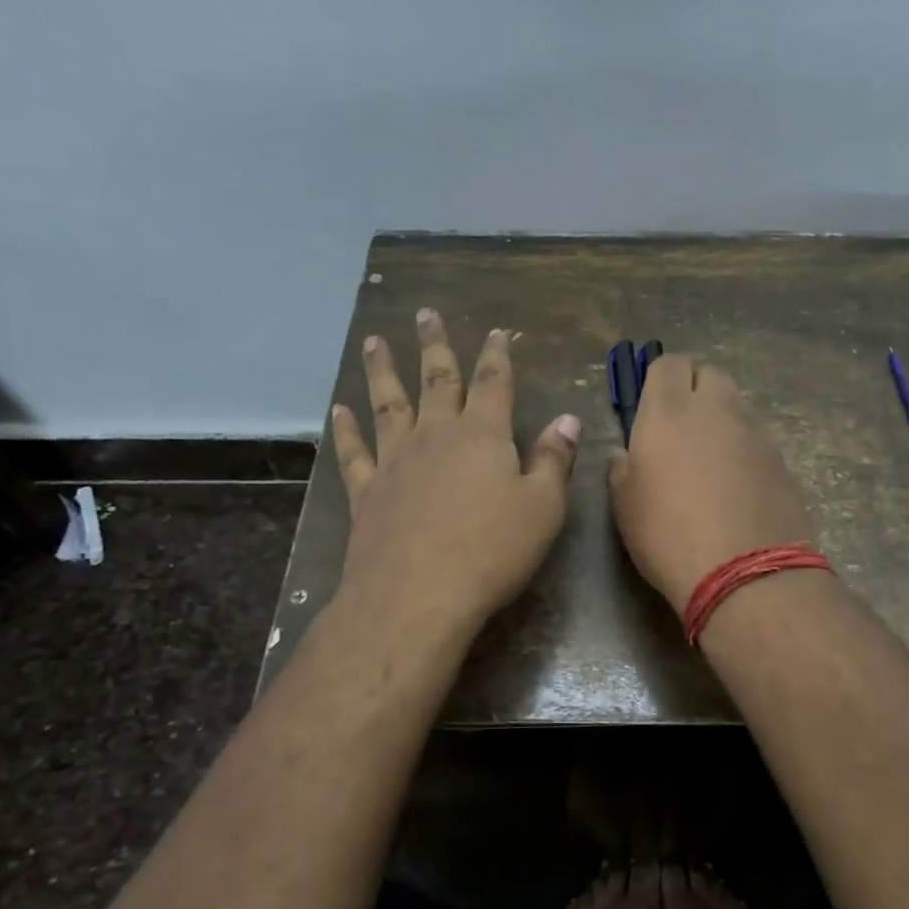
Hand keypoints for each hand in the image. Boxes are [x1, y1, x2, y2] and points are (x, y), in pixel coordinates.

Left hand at [330, 310, 580, 635]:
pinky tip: (339, 409)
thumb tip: (568, 418)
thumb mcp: (542, 507)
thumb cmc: (492, 551)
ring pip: (388, 404)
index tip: (495, 332)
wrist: (417, 594)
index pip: (493, 383)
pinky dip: (346, 429)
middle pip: (436, 381)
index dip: (496, 356)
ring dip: (382, 371)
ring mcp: (395, 461)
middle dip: (435, 347)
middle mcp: (436, 436)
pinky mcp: (366, 492)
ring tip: (373, 342)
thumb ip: (554, 460)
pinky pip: (354, 452)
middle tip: (425, 314)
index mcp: (483, 436)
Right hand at [607, 355, 816, 615]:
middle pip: (709, 373)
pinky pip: (756, 436)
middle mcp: (715, 408)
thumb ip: (622, 468)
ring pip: (736, 404)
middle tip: (681, 426)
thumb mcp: (625, 505)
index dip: (659, 378)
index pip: (668, 363)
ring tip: (709, 457)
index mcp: (668, 411)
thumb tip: (625, 454)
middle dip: (695, 389)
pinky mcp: (781, 457)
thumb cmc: (668, 535)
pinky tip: (736, 482)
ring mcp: (754, 431)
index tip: (652, 404)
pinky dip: (743, 446)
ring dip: (721, 417)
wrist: (745, 572)